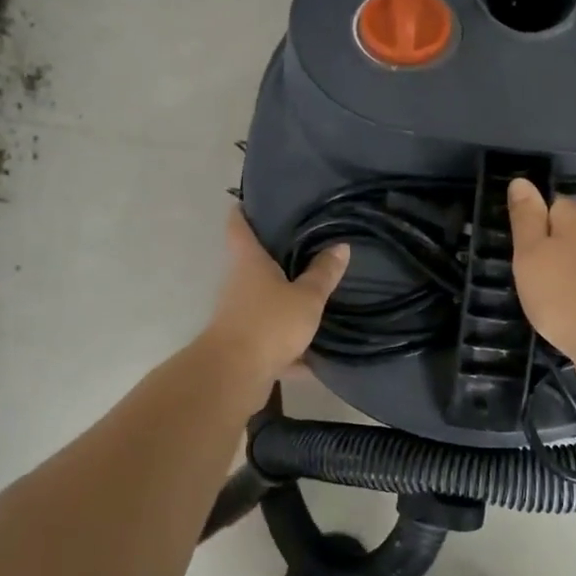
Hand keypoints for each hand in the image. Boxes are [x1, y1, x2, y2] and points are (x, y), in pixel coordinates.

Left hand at [202, 208, 348, 386]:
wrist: (234, 375)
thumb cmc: (269, 323)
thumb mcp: (306, 297)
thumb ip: (324, 274)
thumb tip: (341, 246)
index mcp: (249, 262)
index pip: (238, 225)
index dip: (244, 210)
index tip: (253, 200)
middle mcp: (238, 283)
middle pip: (253, 263)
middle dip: (275, 256)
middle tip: (306, 245)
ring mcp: (238, 314)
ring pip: (264, 300)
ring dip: (284, 299)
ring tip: (316, 293)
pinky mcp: (245, 343)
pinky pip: (271, 336)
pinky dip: (290, 343)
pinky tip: (316, 352)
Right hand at [507, 179, 575, 396]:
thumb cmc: (564, 294)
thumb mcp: (531, 252)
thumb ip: (525, 217)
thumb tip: (521, 180)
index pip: (550, 202)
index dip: (530, 216)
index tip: (511, 237)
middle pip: (564, 232)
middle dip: (543, 245)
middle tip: (517, 266)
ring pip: (574, 260)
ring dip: (556, 271)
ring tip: (532, 288)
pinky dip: (568, 293)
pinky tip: (555, 308)